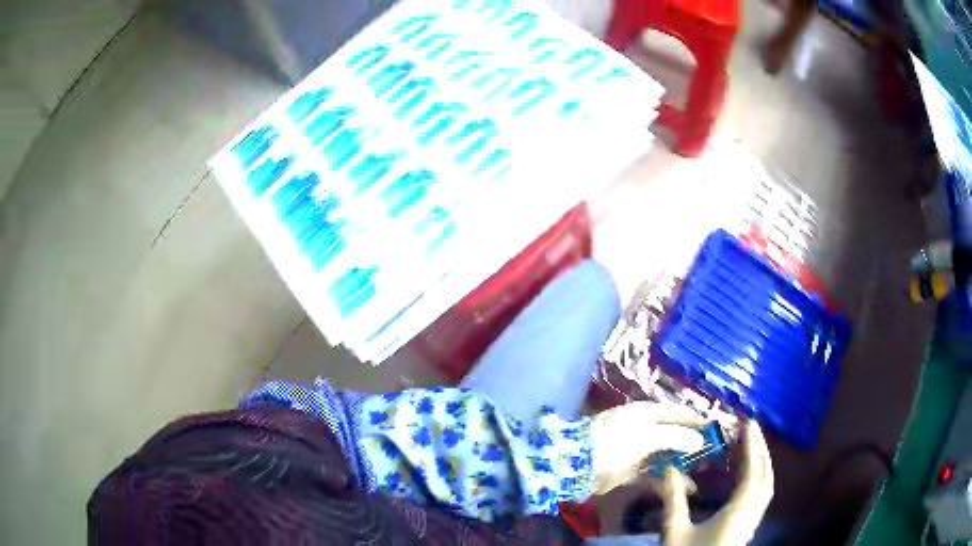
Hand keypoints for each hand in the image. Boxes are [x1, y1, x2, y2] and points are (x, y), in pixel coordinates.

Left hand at [590, 402, 705, 494]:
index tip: (716, 430)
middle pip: (674, 434)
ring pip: (665, 455)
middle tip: (712, 455)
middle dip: (692, 444)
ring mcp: (636, 450)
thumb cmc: (614, 444)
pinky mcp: (629, 470)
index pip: (678, 412)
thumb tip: (699, 440)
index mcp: (647, 413)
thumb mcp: (647, 436)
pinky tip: (684, 488)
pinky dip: (667, 479)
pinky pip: (654, 472)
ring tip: (702, 473)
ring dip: (682, 464)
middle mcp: (644, 428)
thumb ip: (675, 436)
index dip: (697, 420)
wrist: (576, 466)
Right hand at [661, 421, 773, 545]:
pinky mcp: (746, 530)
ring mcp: (751, 523)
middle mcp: (751, 515)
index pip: (752, 472)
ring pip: (766, 488)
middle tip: (751, 431)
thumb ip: (673, 500)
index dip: (752, 446)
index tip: (747, 423)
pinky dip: (758, 480)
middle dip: (761, 451)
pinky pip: (760, 497)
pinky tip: (744, 480)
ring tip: (750, 449)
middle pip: (766, 477)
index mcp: (738, 513)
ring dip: (762, 465)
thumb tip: (669, 468)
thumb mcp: (675, 532)